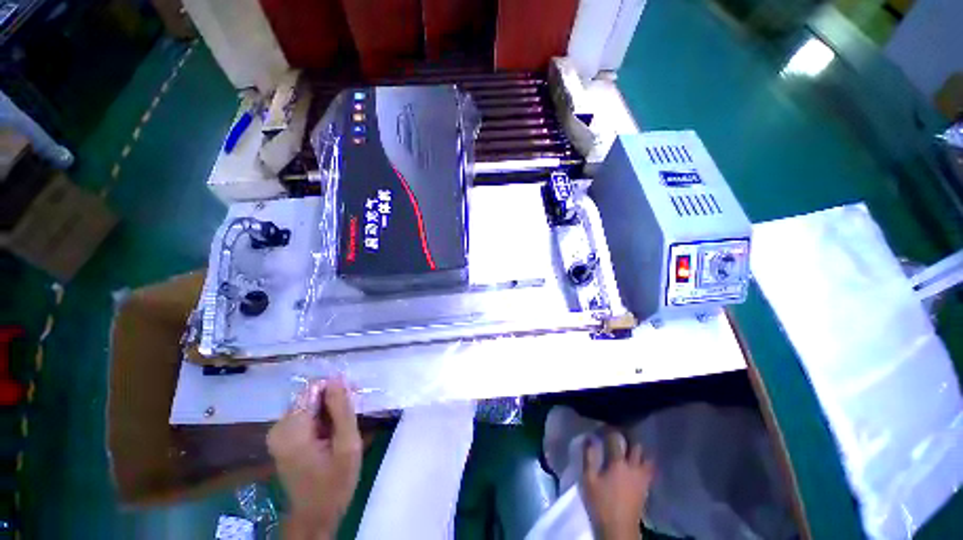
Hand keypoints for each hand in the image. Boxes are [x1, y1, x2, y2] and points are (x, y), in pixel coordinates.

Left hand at [268, 379, 362, 539]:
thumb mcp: (347, 445)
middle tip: (354, 412)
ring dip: (330, 408)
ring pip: (310, 404)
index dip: (336, 387)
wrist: (315, 515)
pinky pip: (306, 415)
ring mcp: (278, 433)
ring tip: (347, 423)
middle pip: (310, 395)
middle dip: (334, 398)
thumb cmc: (335, 482)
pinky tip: (335, 429)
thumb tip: (338, 378)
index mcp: (292, 429)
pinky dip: (323, 417)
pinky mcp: (283, 438)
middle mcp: (279, 427)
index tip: (355, 395)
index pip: (313, 388)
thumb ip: (342, 409)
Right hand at [580, 431, 654, 539]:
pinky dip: (645, 462)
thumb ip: (589, 457)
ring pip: (646, 457)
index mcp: (618, 463)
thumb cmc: (601, 503)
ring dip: (639, 451)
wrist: (618, 529)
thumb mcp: (589, 479)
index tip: (604, 425)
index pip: (616, 439)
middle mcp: (634, 467)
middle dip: (628, 437)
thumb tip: (590, 438)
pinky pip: (649, 469)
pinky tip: (637, 463)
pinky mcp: (646, 487)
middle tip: (620, 434)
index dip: (610, 430)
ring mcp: (642, 478)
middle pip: (636, 446)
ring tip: (631, 447)